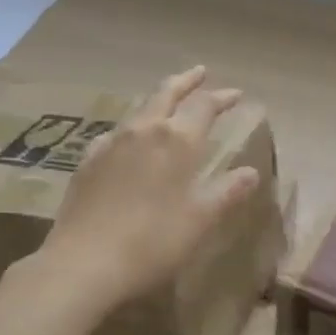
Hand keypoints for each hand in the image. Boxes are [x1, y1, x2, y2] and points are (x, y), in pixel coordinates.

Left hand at [33, 67, 262, 313]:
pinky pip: (115, 133)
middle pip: (166, 93)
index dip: (221, 98)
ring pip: (139, 110)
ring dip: (158, 101)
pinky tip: (128, 140)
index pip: (204, 107)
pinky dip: (131, 128)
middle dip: (186, 82)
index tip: (236, 94)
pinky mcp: (87, 161)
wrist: (84, 262)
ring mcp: (110, 143)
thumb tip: (250, 172)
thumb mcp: (200, 220)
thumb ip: (227, 191)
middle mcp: (143, 131)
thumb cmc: (153, 241)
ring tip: (167, 102)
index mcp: (176, 140)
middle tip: (200, 72)